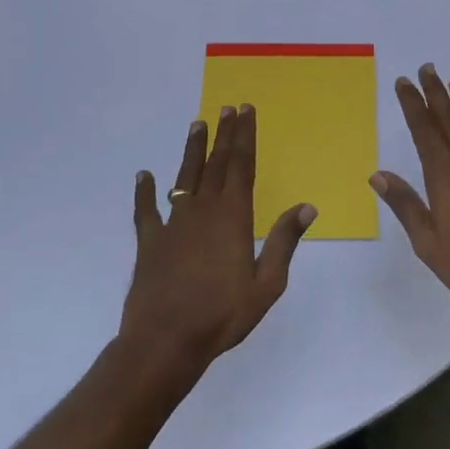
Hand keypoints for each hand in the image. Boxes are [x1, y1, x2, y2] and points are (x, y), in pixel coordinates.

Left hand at [122, 105, 315, 367]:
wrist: (165, 341)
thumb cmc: (223, 314)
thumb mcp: (267, 283)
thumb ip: (284, 241)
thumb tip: (306, 207)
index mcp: (233, 217)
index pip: (242, 165)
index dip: (245, 137)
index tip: (246, 111)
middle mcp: (203, 210)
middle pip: (216, 163)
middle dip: (224, 134)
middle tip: (228, 108)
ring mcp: (173, 223)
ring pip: (185, 177)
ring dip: (192, 150)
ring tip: (197, 124)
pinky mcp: (150, 242)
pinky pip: (146, 210)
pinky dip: (145, 191)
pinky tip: (143, 176)